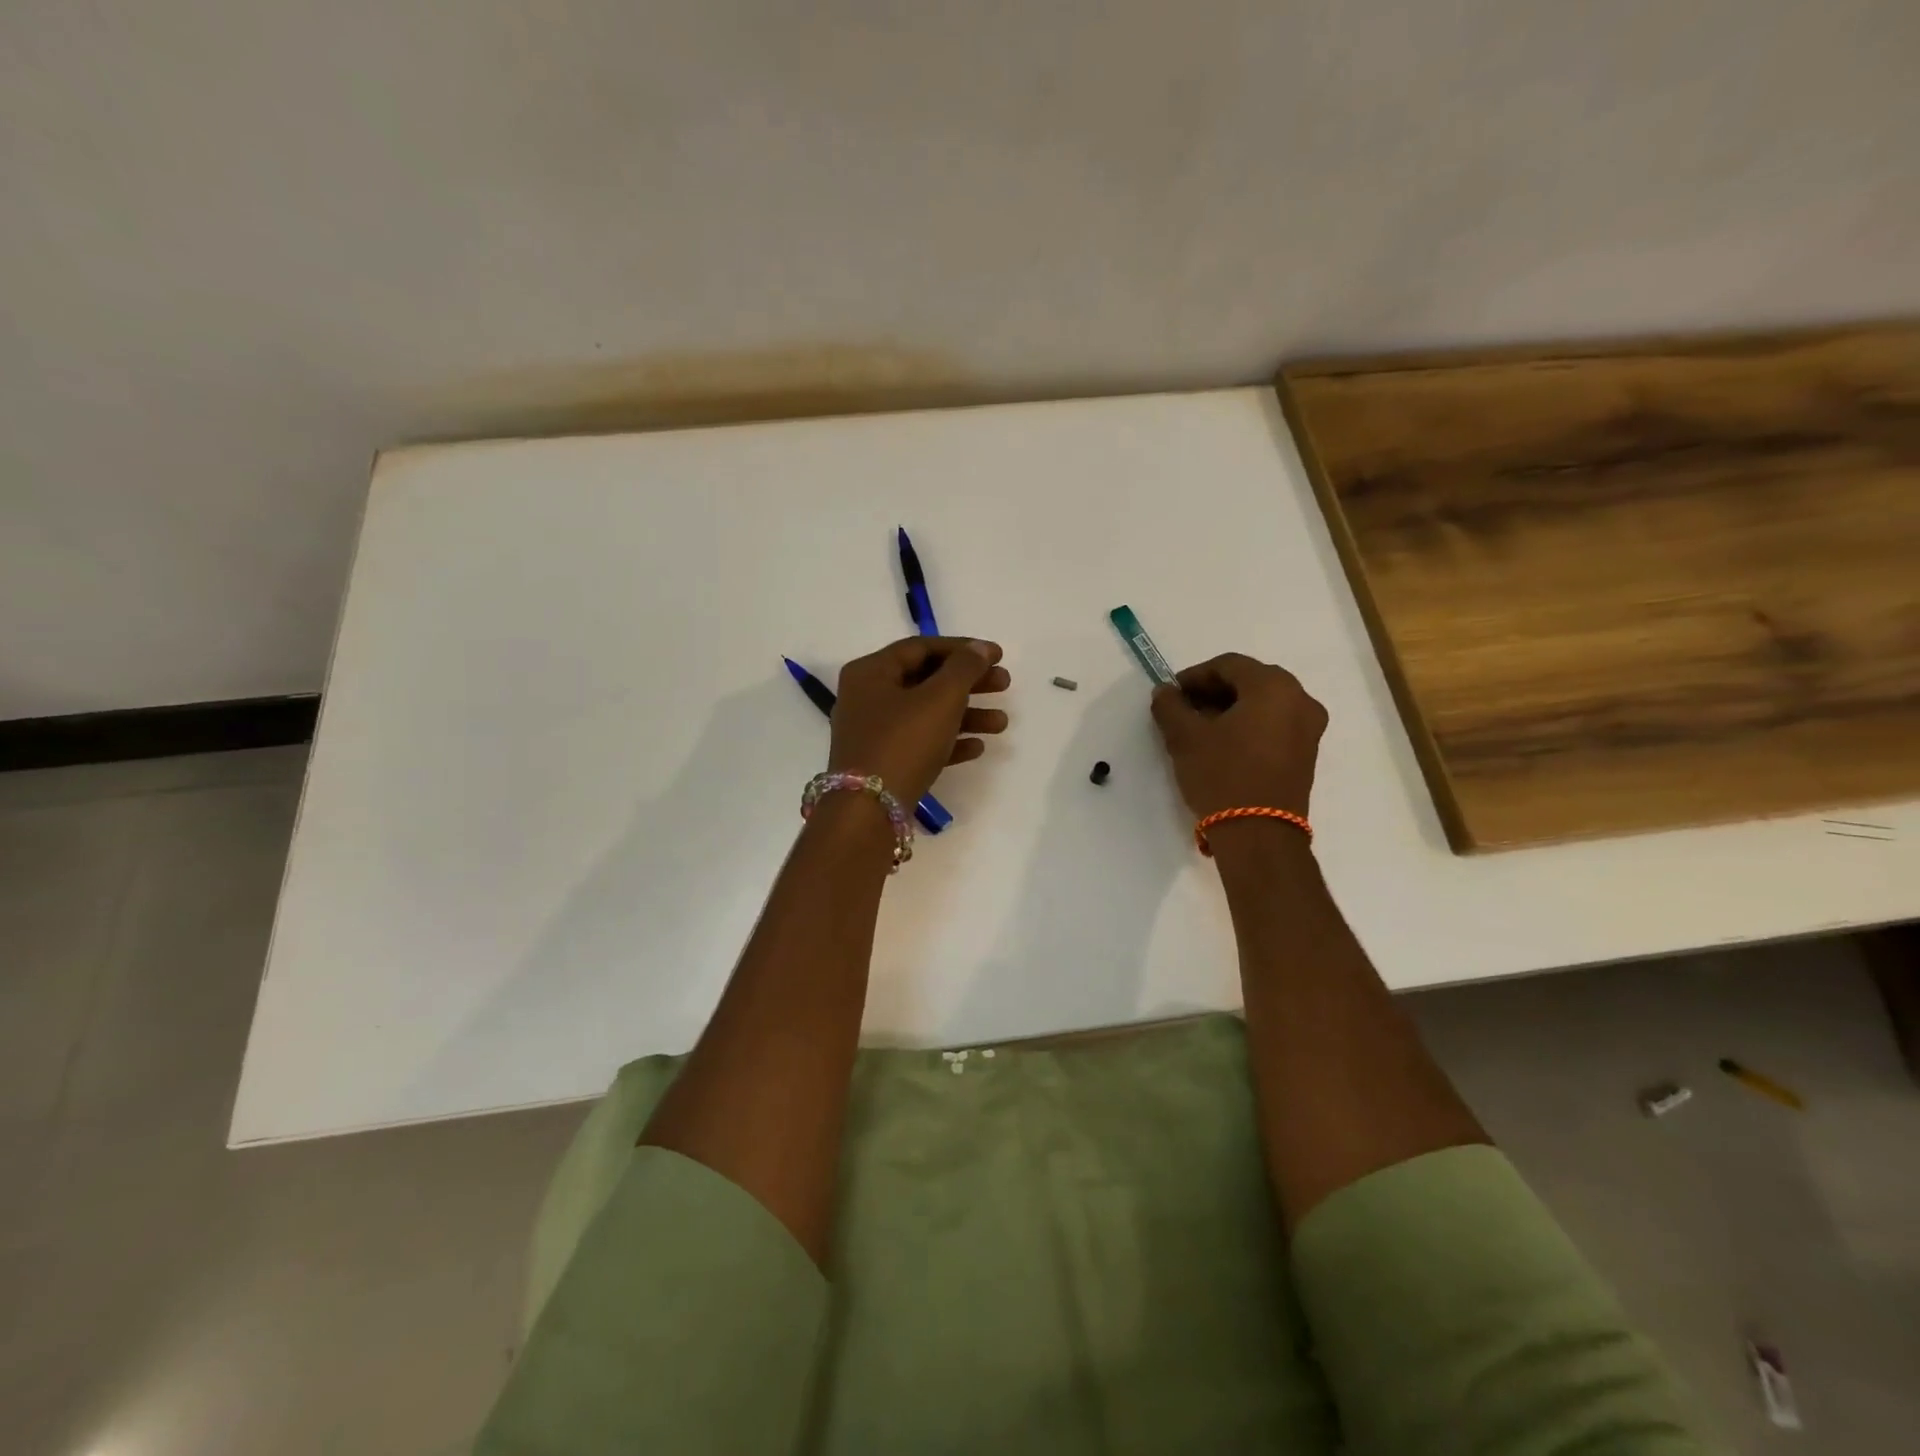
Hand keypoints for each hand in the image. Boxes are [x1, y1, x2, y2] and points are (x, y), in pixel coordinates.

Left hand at [829, 637, 1009, 805]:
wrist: (869, 810)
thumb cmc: (903, 742)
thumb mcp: (940, 698)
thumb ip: (964, 668)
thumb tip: (981, 649)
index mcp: (871, 672)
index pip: (921, 648)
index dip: (962, 648)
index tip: (998, 656)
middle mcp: (867, 698)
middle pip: (925, 680)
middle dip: (969, 683)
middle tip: (1005, 685)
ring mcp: (873, 733)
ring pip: (926, 714)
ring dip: (966, 714)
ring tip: (1001, 723)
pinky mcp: (883, 763)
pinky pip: (920, 743)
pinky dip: (948, 741)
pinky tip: (978, 747)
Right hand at [1150, 653, 1326, 819]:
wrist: (1259, 834)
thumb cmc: (1222, 776)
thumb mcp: (1185, 738)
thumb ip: (1170, 706)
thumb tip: (1165, 692)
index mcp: (1273, 686)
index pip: (1228, 664)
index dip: (1194, 675)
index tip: (1171, 694)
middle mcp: (1300, 699)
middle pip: (1250, 681)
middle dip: (1214, 691)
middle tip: (1183, 709)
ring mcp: (1309, 727)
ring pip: (1263, 703)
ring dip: (1230, 708)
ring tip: (1200, 729)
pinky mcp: (1307, 753)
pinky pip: (1275, 724)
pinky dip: (1248, 725)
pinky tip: (1223, 744)